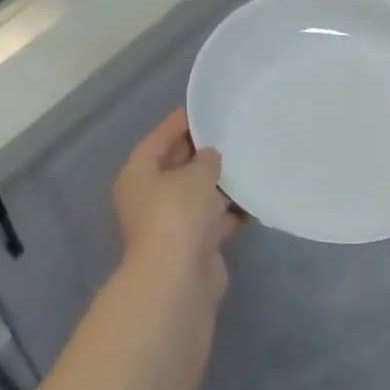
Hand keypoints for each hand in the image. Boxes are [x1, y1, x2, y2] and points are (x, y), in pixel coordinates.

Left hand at [113, 108, 241, 304]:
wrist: (178, 281)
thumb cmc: (178, 214)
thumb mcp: (195, 175)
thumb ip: (206, 159)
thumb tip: (210, 156)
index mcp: (138, 174)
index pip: (158, 139)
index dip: (179, 123)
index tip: (203, 108)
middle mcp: (149, 197)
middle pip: (176, 166)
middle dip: (201, 152)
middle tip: (229, 131)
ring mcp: (170, 224)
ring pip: (195, 194)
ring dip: (217, 183)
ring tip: (245, 160)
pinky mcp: (192, 246)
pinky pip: (212, 219)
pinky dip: (228, 210)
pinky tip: (252, 196)